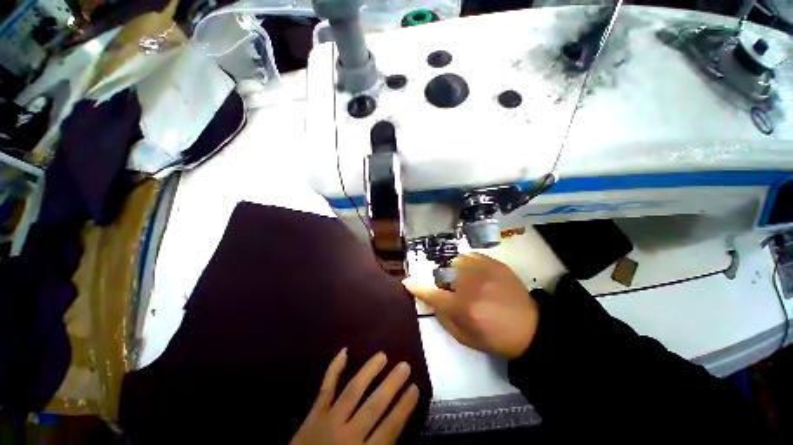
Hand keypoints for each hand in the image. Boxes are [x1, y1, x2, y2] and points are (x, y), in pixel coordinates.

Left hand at [290, 349, 418, 444]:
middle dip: (391, 384)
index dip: (404, 407)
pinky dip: (334, 369)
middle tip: (404, 365)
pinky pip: (326, 387)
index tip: (415, 388)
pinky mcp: (314, 413)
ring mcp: (329, 420)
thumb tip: (398, 428)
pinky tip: (344, 351)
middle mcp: (348, 434)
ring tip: (382, 355)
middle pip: (374, 406)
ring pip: (353, 391)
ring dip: (369, 371)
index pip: (390, 428)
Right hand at [404, 253, 538, 358]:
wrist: (529, 328)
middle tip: (454, 291)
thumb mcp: (464, 337)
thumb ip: (442, 317)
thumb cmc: (494, 337)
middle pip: (443, 274)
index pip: (431, 294)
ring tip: (467, 281)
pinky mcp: (493, 263)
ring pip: (456, 262)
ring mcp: (483, 271)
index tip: (407, 282)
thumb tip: (429, 299)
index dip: (417, 287)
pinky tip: (476, 273)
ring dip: (455, 271)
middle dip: (443, 282)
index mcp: (462, 307)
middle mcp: (469, 285)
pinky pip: (470, 256)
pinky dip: (468, 263)